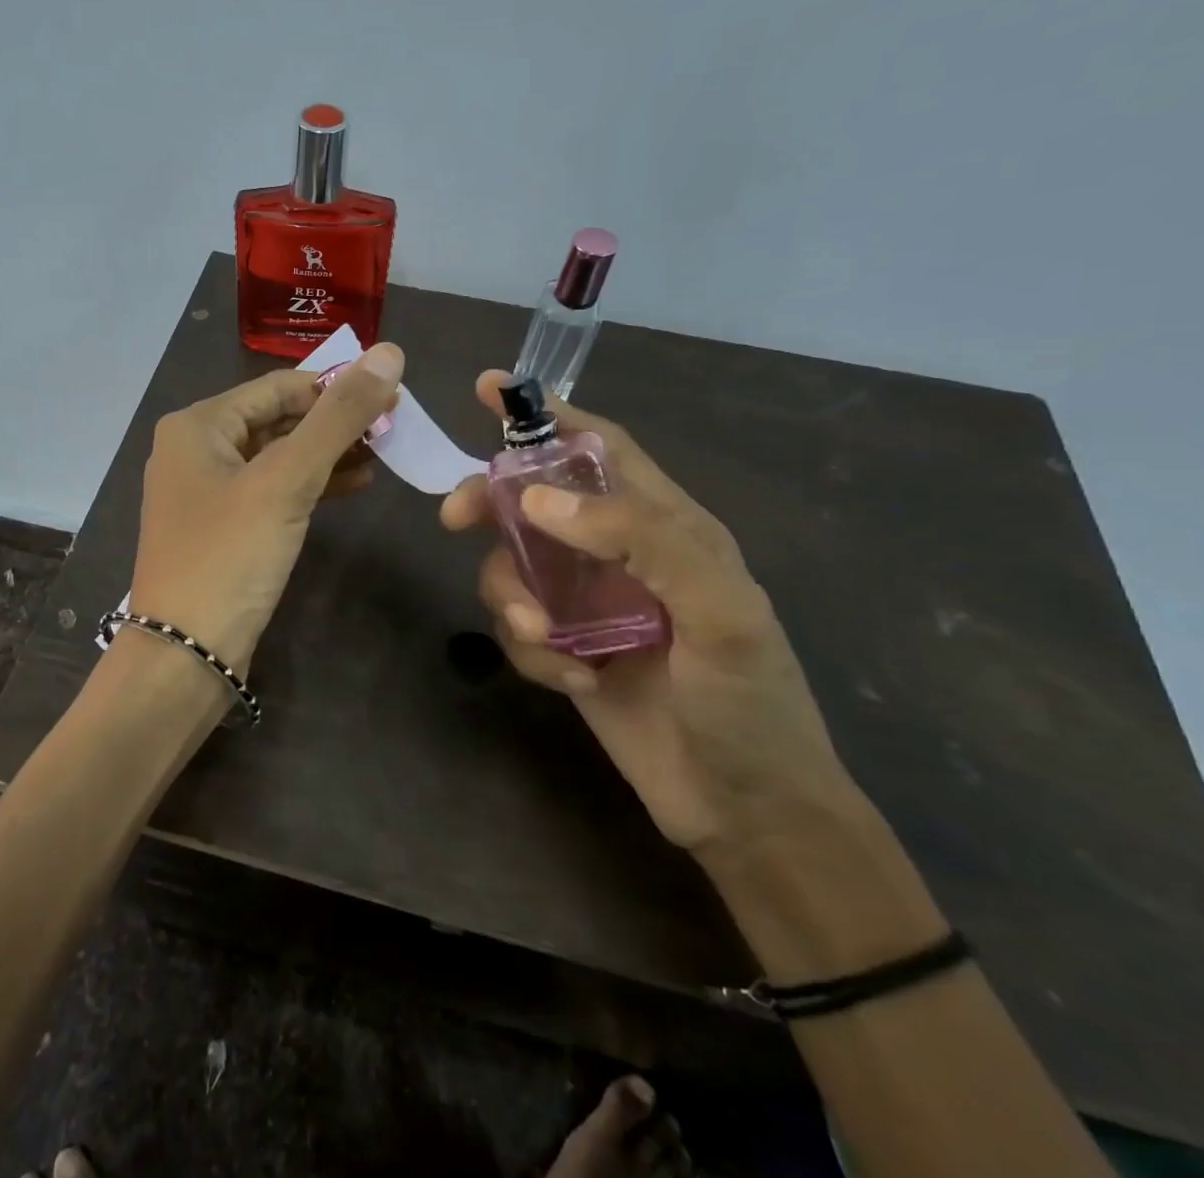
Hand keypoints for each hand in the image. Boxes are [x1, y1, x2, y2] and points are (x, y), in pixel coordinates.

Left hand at [130, 343, 403, 672]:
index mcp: (198, 425)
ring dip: (327, 454)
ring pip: (277, 457)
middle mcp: (196, 450)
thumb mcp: (286, 480)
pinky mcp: (223, 529)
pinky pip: (272, 491)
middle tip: (393, 427)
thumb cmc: (229, 557)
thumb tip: (389, 353)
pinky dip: (310, 486)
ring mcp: (207, 492)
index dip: (336, 386)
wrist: (184, 655)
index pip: (279, 386)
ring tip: (383, 453)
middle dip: (334, 423)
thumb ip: (338, 416)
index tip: (392, 394)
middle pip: (277, 419)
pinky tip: (353, 485)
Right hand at [441, 372, 859, 854]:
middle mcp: (618, 554)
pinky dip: (532, 649)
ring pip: (512, 567)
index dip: (546, 414)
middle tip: (454, 517)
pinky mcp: (566, 648)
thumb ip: (639, 537)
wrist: (746, 813)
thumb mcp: (718, 611)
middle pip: (533, 502)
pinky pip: (518, 627)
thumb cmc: (749, 705)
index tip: (486, 390)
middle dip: (491, 503)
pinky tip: (574, 681)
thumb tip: (538, 499)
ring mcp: (587, 603)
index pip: (600, 448)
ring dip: (512, 598)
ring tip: (547, 640)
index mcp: (665, 525)